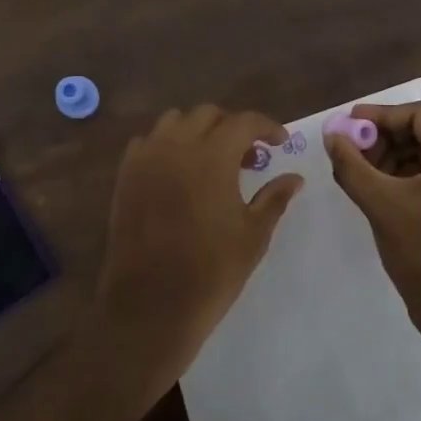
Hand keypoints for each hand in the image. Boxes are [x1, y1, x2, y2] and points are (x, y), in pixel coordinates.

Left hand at [90, 105, 302, 393]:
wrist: (150, 306)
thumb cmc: (211, 272)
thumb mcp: (253, 235)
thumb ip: (274, 198)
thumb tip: (295, 178)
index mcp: (212, 156)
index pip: (244, 121)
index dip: (267, 126)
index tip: (280, 143)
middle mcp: (176, 146)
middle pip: (208, 115)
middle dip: (233, 127)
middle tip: (249, 156)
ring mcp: (146, 158)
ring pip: (175, 121)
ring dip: (198, 130)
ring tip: (213, 160)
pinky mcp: (125, 176)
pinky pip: (148, 142)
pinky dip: (168, 145)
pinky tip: (179, 172)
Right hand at [326, 101, 420, 349]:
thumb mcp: (380, 204)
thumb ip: (351, 165)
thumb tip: (332, 136)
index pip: (420, 114)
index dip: (382, 115)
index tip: (350, 125)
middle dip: (384, 137)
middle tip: (351, 150)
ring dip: (393, 157)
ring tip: (360, 173)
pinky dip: (406, 177)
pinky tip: (379, 192)